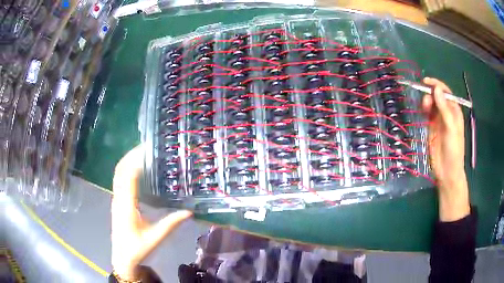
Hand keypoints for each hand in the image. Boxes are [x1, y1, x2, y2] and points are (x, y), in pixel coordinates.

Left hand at [111, 145, 191, 279]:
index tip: (147, 149)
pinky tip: (135, 168)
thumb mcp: (155, 238)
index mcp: (127, 206)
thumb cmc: (137, 248)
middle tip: (146, 146)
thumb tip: (189, 212)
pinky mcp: (117, 202)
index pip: (128, 177)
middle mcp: (119, 199)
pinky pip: (119, 180)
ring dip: (127, 160)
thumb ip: (171, 224)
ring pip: (118, 174)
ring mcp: (116, 199)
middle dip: (131, 155)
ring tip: (141, 152)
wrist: (122, 258)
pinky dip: (125, 169)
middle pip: (120, 170)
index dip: (136, 161)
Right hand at [422, 77, 469, 221]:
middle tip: (425, 100)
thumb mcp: (451, 128)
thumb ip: (444, 109)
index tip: (426, 81)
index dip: (437, 85)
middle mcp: (447, 113)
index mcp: (454, 111)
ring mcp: (439, 120)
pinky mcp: (432, 128)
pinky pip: (427, 114)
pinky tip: (422, 111)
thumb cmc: (453, 150)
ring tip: (424, 107)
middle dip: (430, 94)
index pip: (445, 93)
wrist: (447, 171)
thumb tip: (436, 89)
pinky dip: (424, 110)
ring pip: (431, 104)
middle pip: (437, 97)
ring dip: (427, 102)